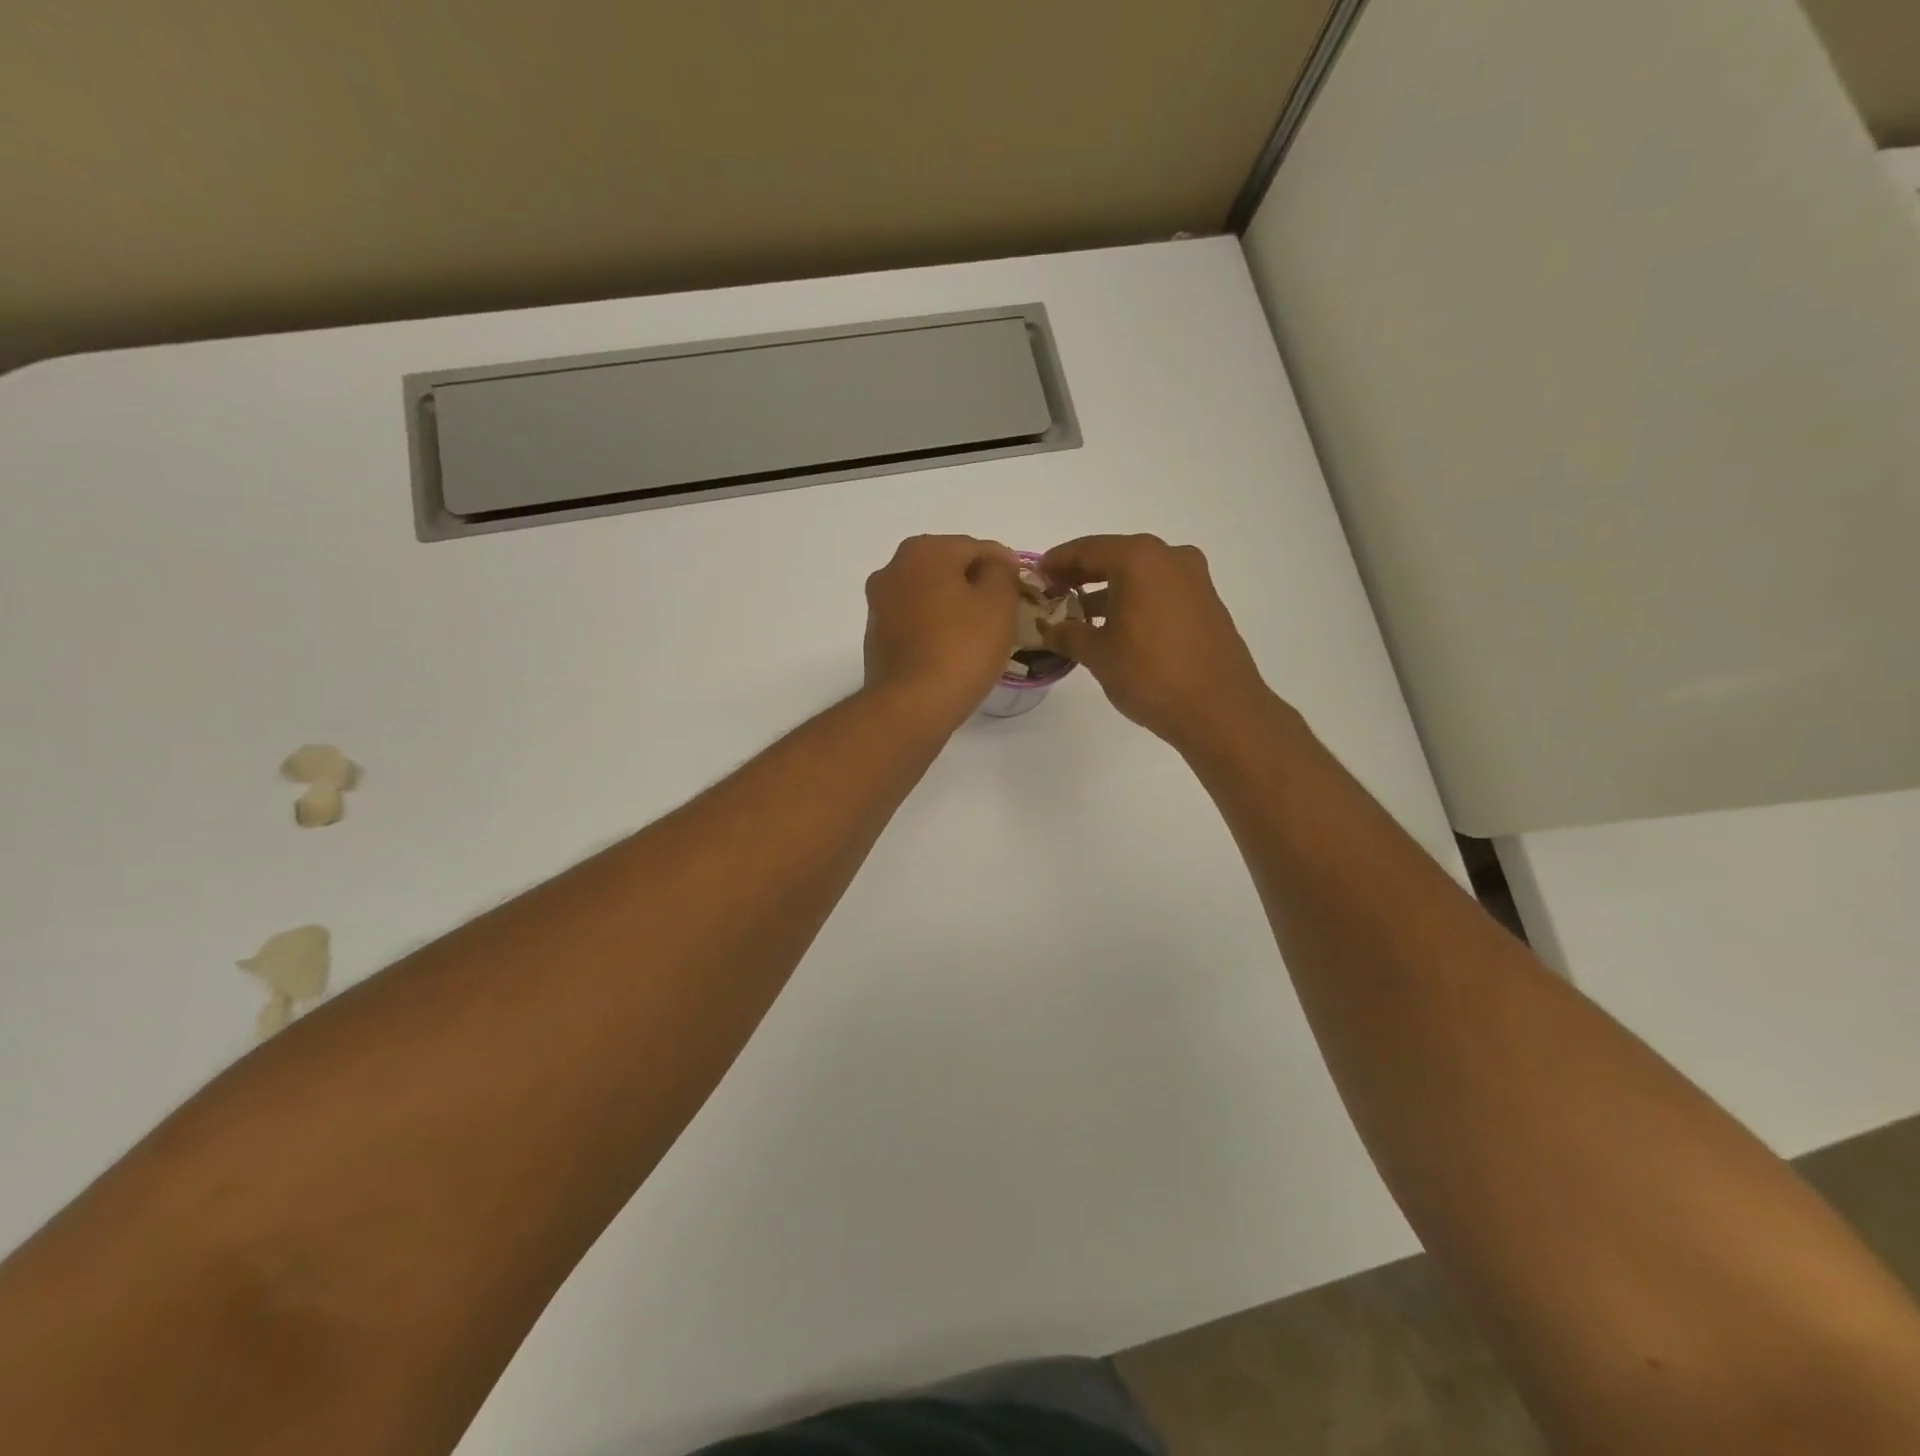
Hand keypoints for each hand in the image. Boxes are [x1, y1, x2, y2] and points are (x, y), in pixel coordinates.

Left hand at [864, 535, 1020, 726]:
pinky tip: (953, 650)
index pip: (976, 547)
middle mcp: (893, 569)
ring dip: (954, 606)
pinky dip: (934, 628)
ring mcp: (879, 604)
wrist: (911, 705)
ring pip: (929, 595)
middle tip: (1004, 613)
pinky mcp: (876, 637)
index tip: (1022, 590)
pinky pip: (915, 622)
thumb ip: (1002, 572)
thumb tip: (995, 565)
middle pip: (948, 568)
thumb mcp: (998, 603)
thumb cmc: (961, 648)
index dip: (1004, 566)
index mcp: (923, 551)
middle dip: (976, 585)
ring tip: (981, 634)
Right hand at [1040, 534, 1278, 753]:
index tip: (1035, 576)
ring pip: (1139, 575)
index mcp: (1139, 559)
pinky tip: (1116, 628)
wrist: (1220, 709)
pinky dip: (1134, 600)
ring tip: (1080, 616)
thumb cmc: (1151, 674)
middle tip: (1053, 593)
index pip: (1086, 549)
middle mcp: (1169, 558)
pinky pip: (1159, 591)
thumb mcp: (1098, 655)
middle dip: (1081, 574)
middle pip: (1114, 556)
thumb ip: (1068, 634)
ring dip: (1108, 590)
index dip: (1056, 562)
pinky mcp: (1206, 603)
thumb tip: (1049, 628)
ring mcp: (1194, 579)